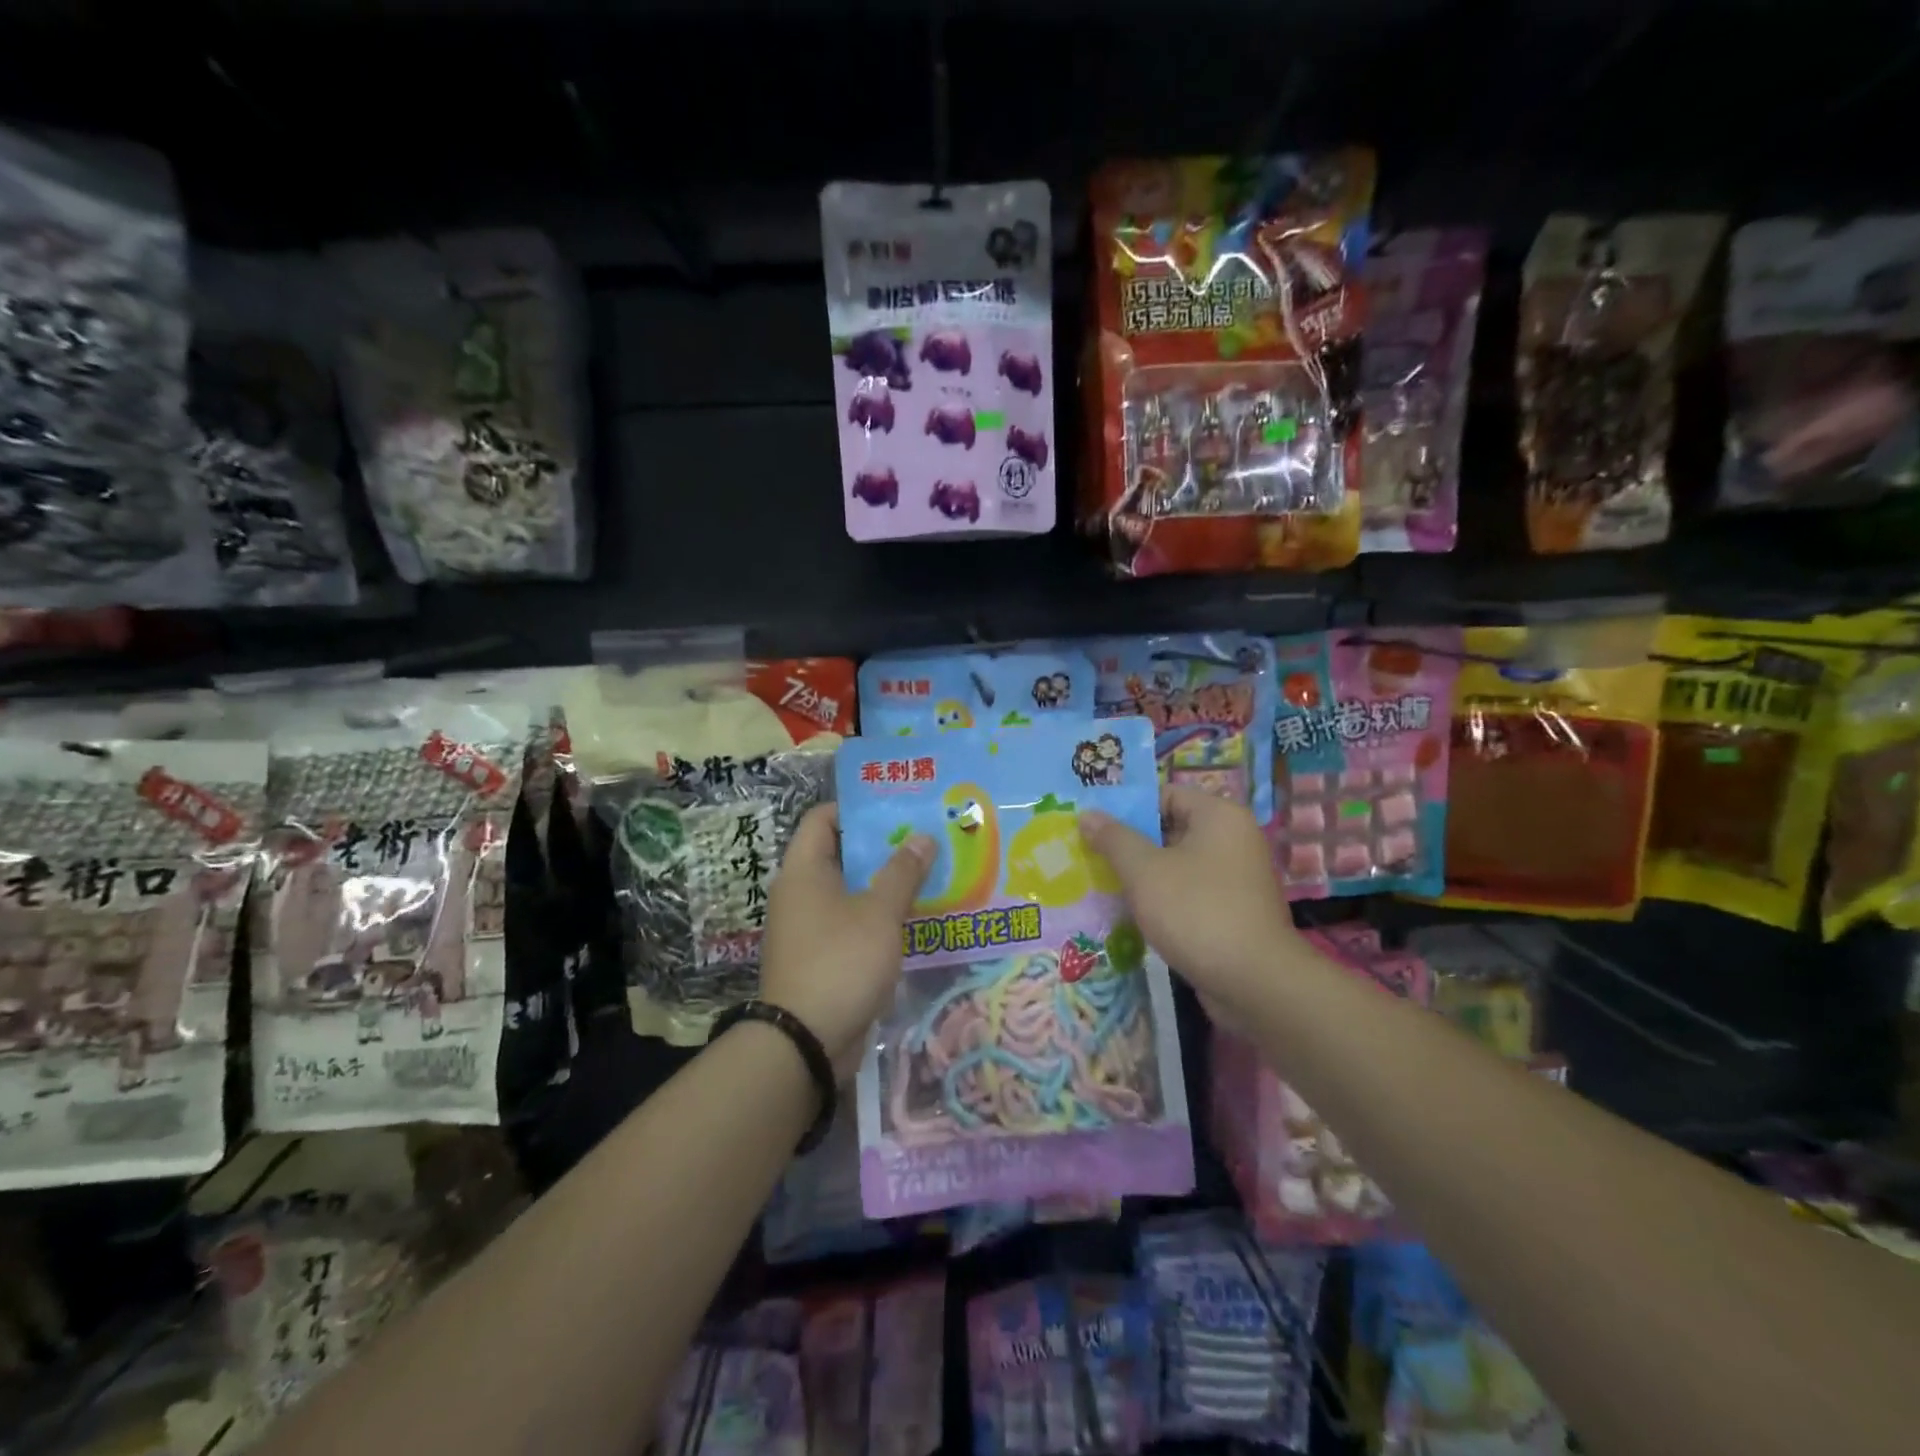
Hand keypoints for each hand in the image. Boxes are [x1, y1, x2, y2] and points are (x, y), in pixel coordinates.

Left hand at [760, 804, 933, 1076]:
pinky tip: (913, 918)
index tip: (897, 808)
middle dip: (882, 846)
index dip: (857, 808)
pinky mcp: (820, 957)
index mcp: (803, 870)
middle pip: (840, 854)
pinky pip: (850, 923)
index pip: (822, 818)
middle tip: (924, 840)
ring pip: (849, 891)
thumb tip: (922, 837)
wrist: (805, 1042)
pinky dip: (877, 916)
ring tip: (927, 875)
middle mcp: (800, 893)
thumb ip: (902, 872)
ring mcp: (808, 927)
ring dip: (883, 884)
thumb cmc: (840, 962)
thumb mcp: (879, 913)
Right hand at [1079, 786, 1300, 1014]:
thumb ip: (1113, 838)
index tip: (1093, 827)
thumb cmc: (1196, 912)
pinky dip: (1162, 899)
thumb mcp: (1144, 871)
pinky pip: (1189, 892)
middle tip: (1090, 855)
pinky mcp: (1233, 910)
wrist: (1254, 983)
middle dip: (1130, 844)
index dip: (1127, 809)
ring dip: (1143, 875)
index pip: (1165, 795)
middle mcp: (1233, 839)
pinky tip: (1132, 914)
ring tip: (1102, 884)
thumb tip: (1087, 814)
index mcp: (1219, 816)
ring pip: (1177, 864)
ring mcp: (1236, 877)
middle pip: (1170, 829)